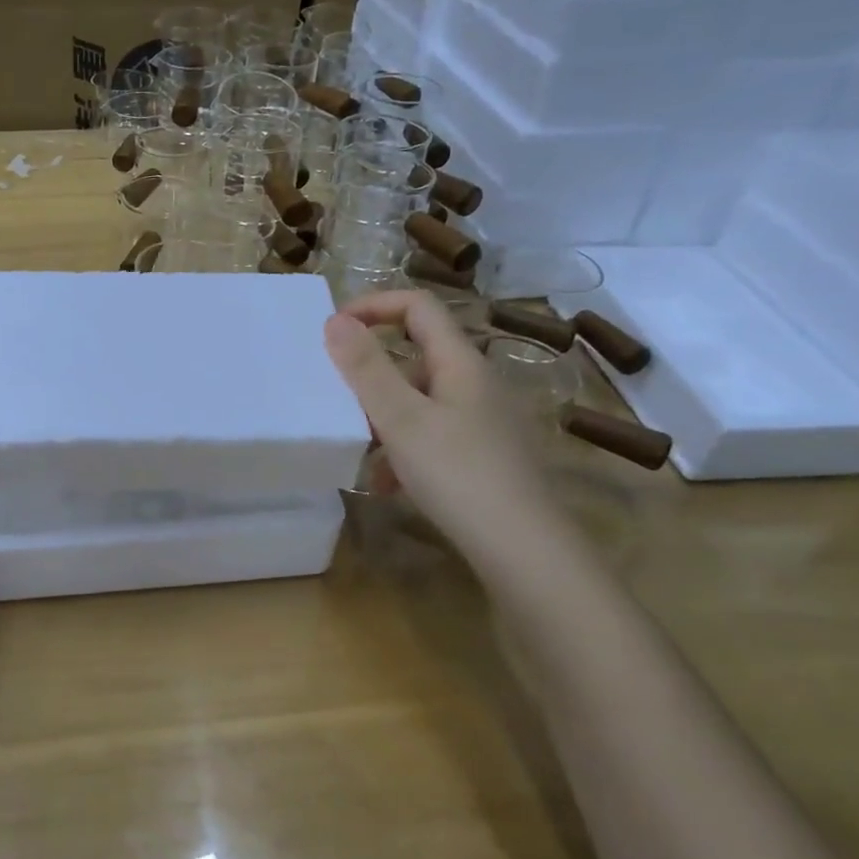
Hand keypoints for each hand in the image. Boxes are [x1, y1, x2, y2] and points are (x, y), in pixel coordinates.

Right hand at [324, 291, 558, 557]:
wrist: (525, 553)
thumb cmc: (459, 475)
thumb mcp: (401, 419)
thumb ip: (366, 368)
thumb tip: (335, 320)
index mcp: (461, 363)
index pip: (418, 306)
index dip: (373, 305)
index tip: (333, 330)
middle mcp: (476, 384)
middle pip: (416, 355)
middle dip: (371, 372)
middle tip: (338, 396)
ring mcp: (483, 422)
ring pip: (420, 401)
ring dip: (384, 417)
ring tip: (359, 449)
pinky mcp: (483, 457)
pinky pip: (432, 436)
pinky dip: (403, 450)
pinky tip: (387, 485)